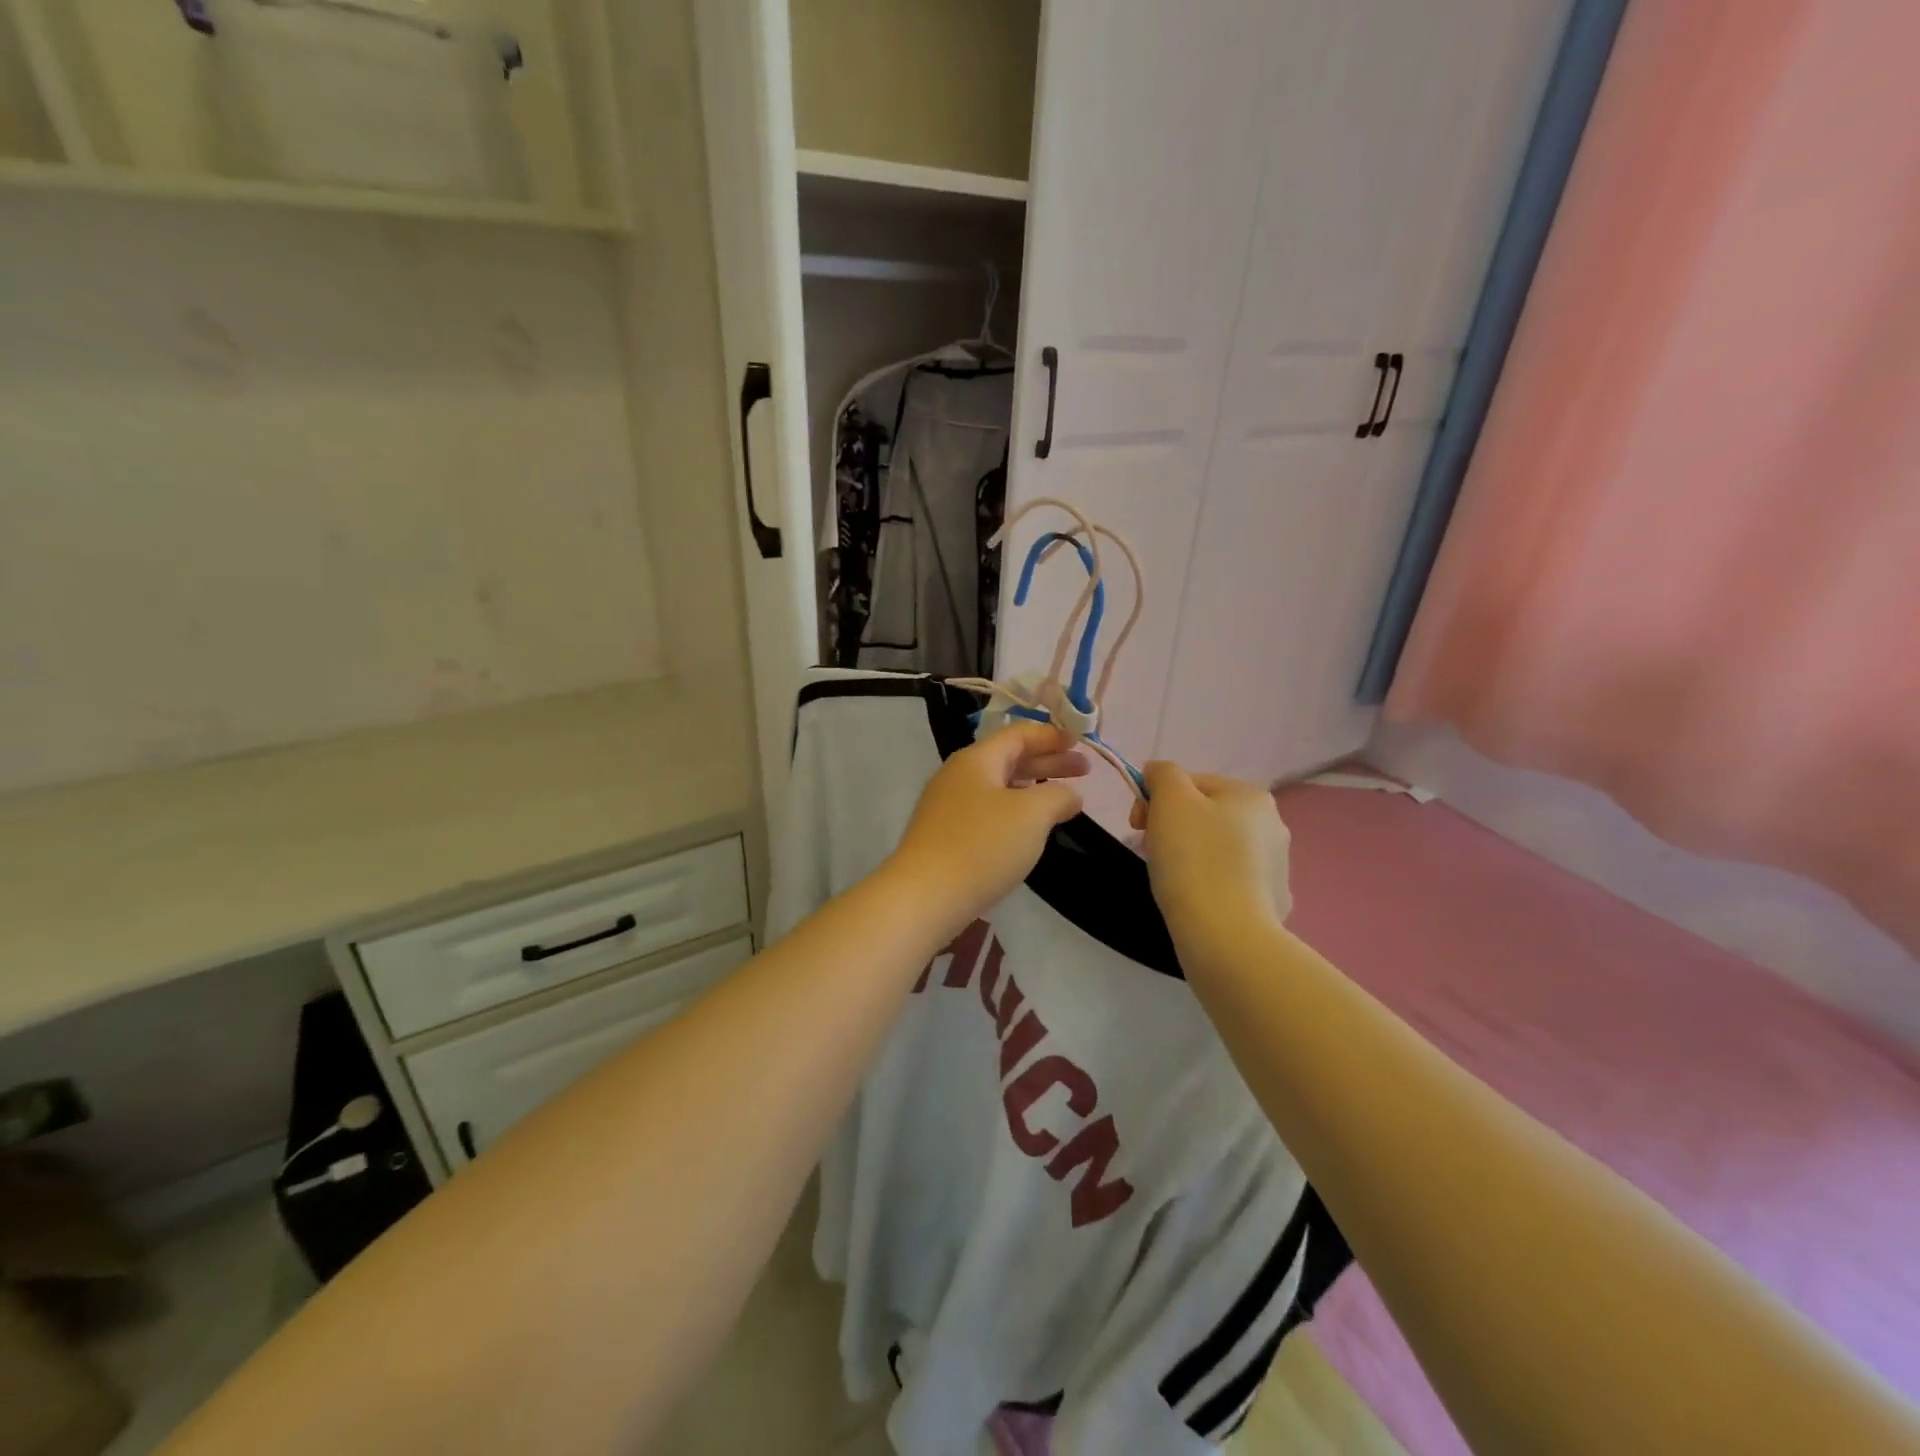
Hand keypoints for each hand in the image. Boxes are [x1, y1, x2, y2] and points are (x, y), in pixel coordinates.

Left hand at [885, 722, 1088, 939]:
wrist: (924, 896)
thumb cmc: (981, 846)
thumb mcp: (1031, 815)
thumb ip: (1057, 796)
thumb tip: (1070, 795)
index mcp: (976, 759)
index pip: (1018, 734)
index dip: (1051, 735)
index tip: (1080, 742)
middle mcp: (958, 776)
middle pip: (1009, 759)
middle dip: (1048, 762)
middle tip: (1085, 771)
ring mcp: (948, 807)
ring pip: (999, 787)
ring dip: (1033, 788)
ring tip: (1062, 800)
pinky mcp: (945, 836)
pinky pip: (988, 812)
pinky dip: (1015, 812)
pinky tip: (1029, 830)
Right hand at [1130, 763, 1291, 953]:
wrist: (1225, 936)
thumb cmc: (1193, 859)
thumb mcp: (1170, 799)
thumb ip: (1163, 773)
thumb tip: (1158, 773)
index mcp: (1251, 796)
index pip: (1190, 782)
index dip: (1155, 798)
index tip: (1136, 826)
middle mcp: (1273, 825)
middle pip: (1204, 814)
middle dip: (1171, 827)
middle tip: (1149, 851)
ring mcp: (1277, 867)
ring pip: (1216, 848)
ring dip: (1189, 855)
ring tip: (1170, 879)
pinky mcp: (1272, 904)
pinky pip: (1229, 882)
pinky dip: (1209, 885)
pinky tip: (1196, 901)